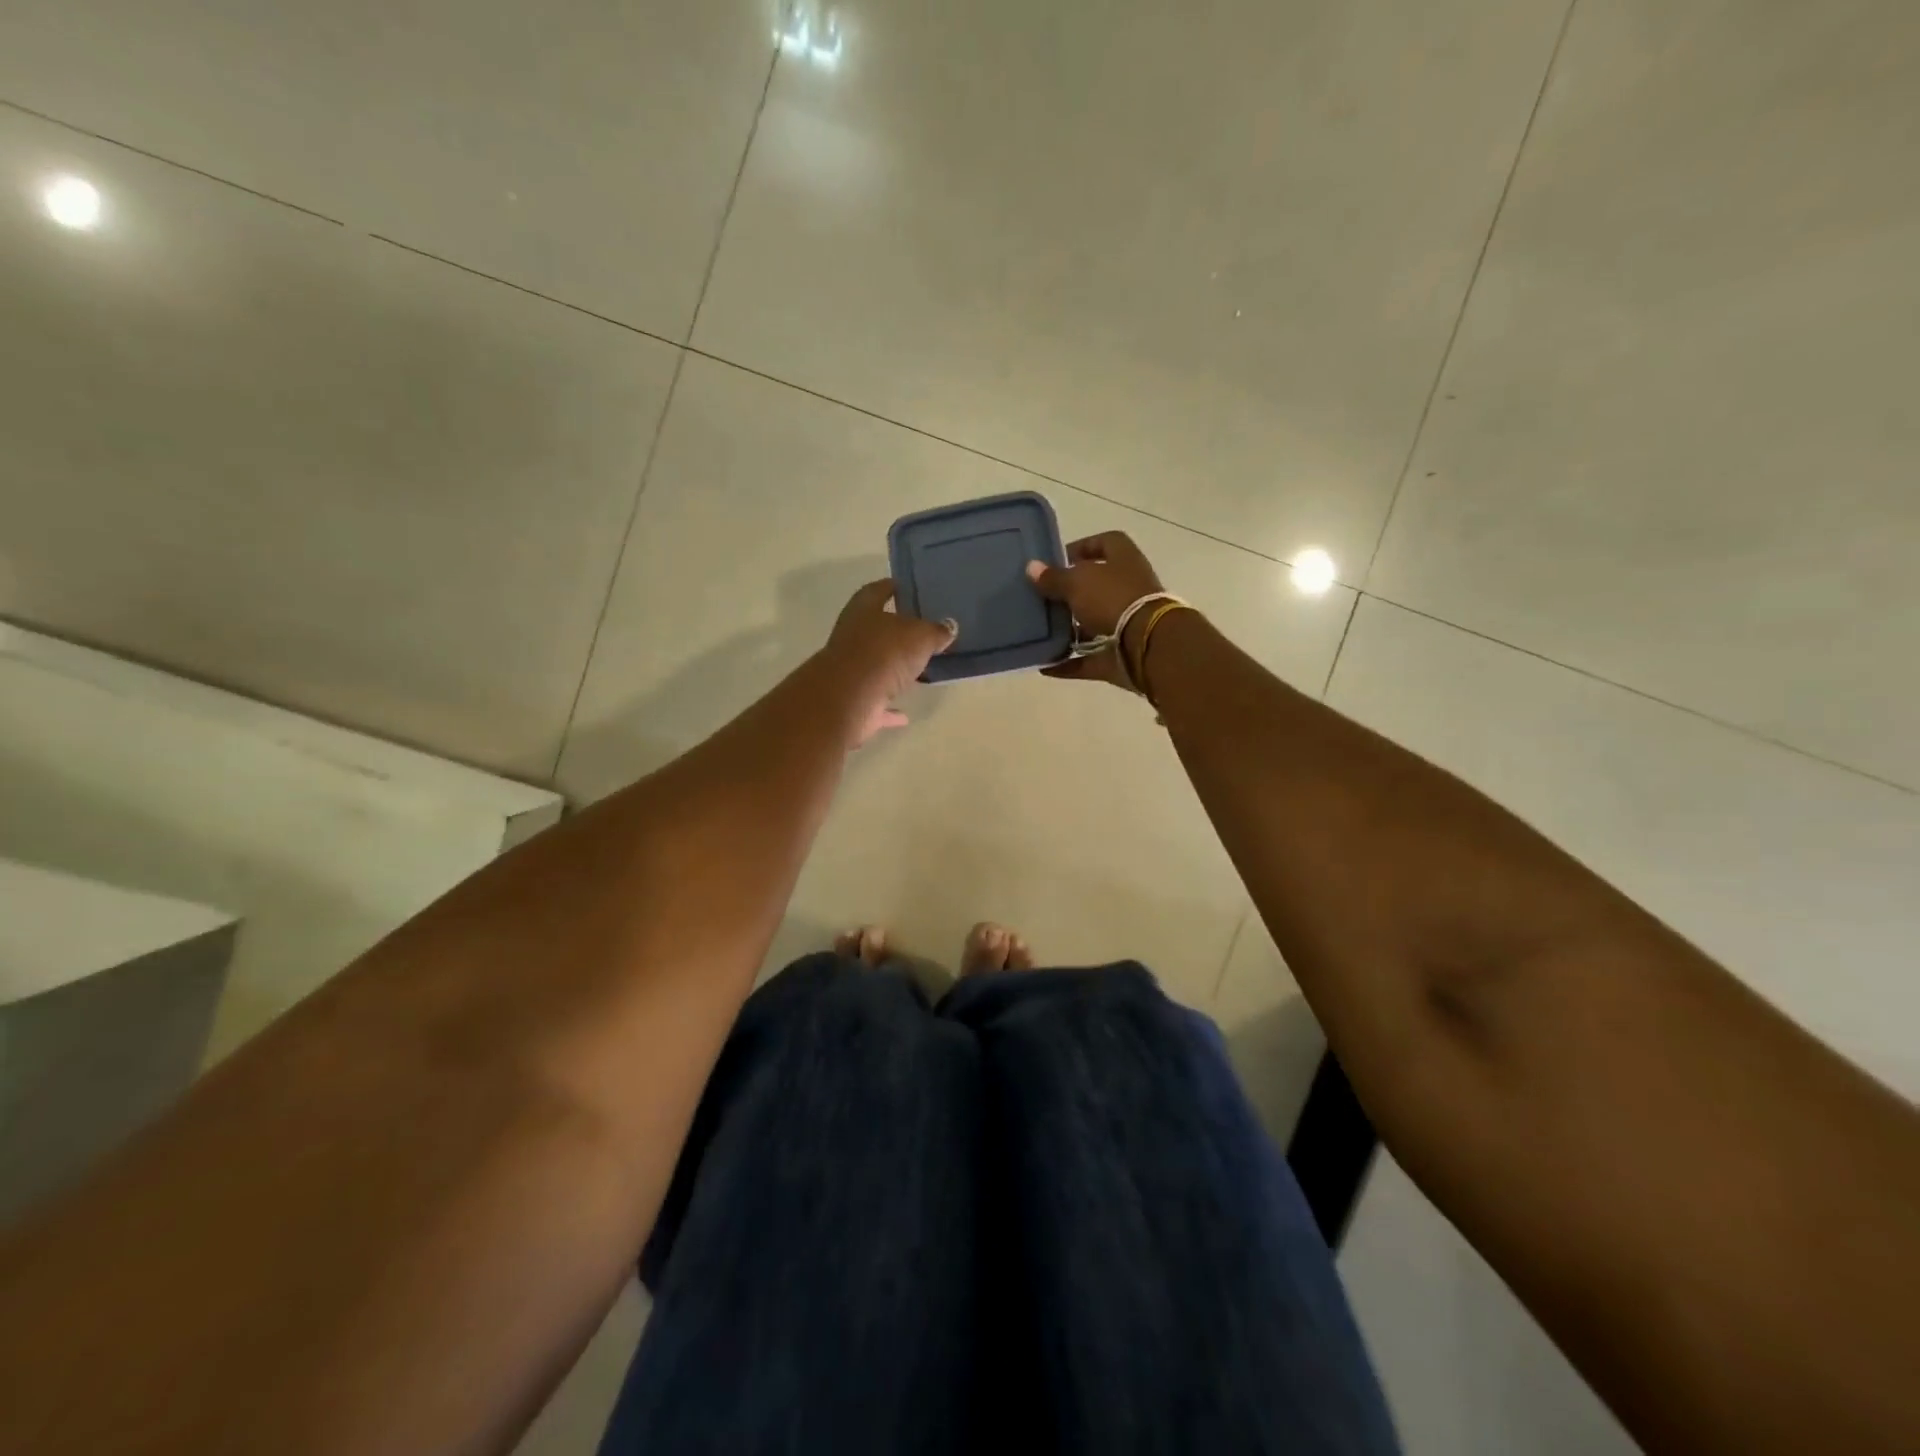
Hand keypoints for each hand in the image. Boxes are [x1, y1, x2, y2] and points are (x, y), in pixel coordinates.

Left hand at [818, 579, 957, 745]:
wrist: (850, 697)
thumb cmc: (885, 653)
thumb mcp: (920, 635)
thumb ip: (935, 631)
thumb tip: (948, 627)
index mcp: (864, 611)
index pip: (878, 591)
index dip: (892, 588)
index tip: (910, 589)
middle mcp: (852, 637)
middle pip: (875, 630)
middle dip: (896, 632)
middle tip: (924, 633)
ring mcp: (850, 671)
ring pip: (875, 666)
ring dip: (892, 670)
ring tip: (918, 671)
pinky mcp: (853, 701)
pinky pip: (875, 702)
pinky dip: (888, 708)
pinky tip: (905, 714)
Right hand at [1025, 531, 1165, 687]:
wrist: (1146, 644)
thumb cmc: (1112, 599)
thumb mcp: (1077, 582)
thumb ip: (1053, 577)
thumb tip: (1031, 568)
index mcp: (1124, 561)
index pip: (1106, 543)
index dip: (1083, 547)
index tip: (1058, 559)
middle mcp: (1128, 589)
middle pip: (1097, 587)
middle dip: (1070, 594)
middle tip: (1042, 598)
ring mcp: (1127, 624)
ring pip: (1093, 625)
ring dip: (1069, 630)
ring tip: (1039, 632)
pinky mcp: (1120, 655)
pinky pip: (1089, 659)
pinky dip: (1068, 663)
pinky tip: (1044, 665)